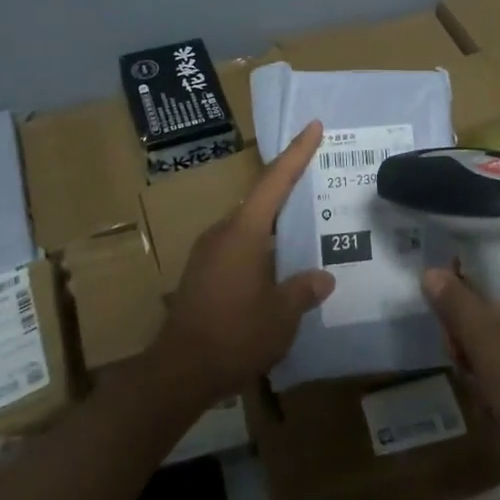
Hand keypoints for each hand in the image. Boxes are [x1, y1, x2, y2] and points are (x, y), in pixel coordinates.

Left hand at [155, 122, 334, 405]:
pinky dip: (260, 248)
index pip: (275, 181)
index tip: (313, 126)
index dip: (297, 153)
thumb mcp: (281, 316)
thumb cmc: (234, 335)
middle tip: (318, 183)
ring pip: (248, 227)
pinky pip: (238, 248)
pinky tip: (276, 268)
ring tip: (303, 231)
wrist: (177, 373)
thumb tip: (322, 278)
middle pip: (261, 201)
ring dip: (274, 225)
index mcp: (245, 232)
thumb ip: (303, 291)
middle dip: (288, 189)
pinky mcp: (200, 274)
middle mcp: (223, 233)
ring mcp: (207, 253)